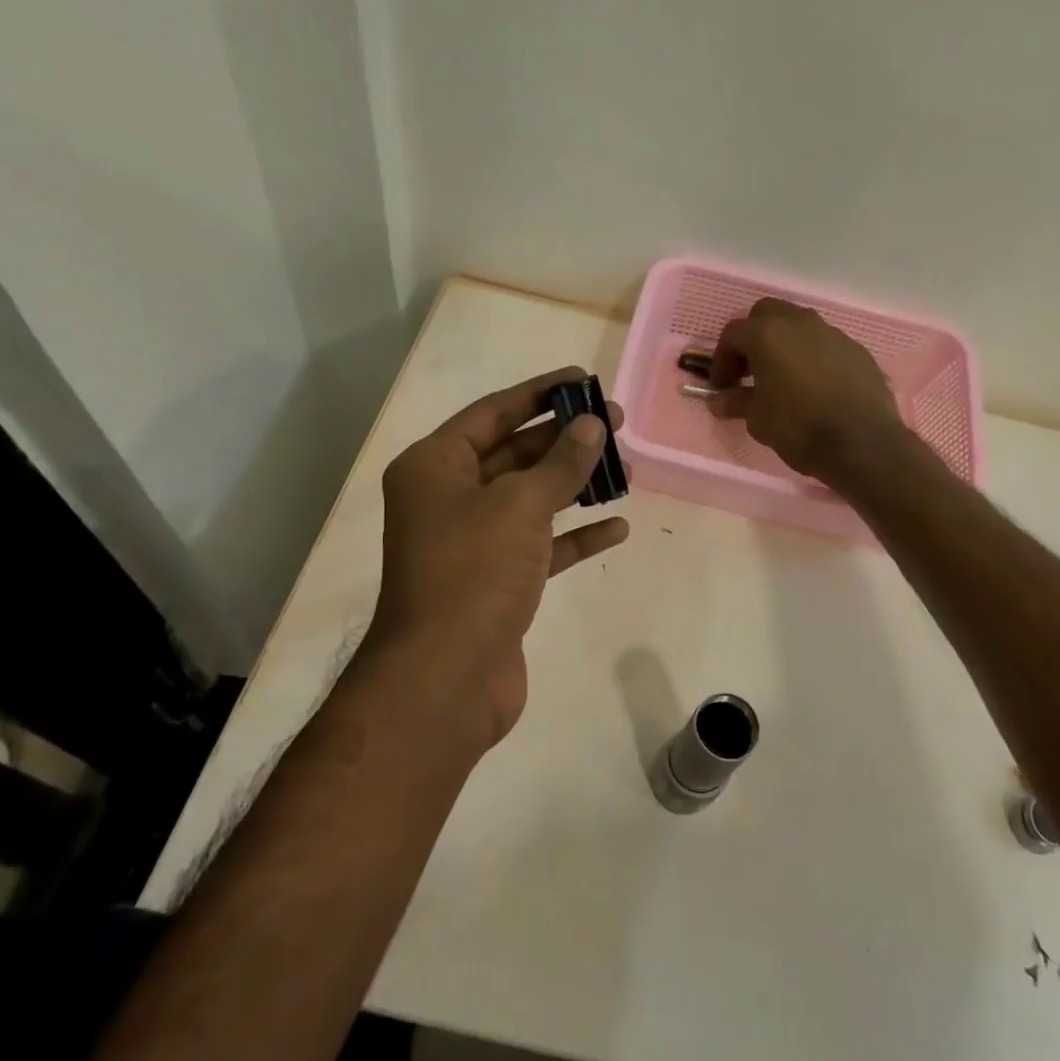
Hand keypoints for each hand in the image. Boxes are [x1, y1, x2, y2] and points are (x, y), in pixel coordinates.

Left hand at [367, 367, 628, 753]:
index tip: (583, 380)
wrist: (446, 679)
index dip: (539, 394)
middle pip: (513, 454)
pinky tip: (616, 527)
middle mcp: (448, 499)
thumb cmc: (473, 572)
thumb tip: (592, 425)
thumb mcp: (519, 505)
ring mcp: (472, 543)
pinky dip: (575, 536)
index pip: (492, 413)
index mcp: (434, 468)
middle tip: (615, 424)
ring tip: (625, 468)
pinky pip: (541, 546)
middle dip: (564, 439)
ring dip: (574, 485)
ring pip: (530, 500)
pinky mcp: (497, 583)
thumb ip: (560, 463)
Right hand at [710, 299, 904, 482]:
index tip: (722, 387)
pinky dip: (812, 358)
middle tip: (750, 371)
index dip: (722, 360)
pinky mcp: (857, 350)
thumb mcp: (758, 420)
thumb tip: (719, 401)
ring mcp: (832, 333)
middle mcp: (800, 323)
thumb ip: (737, 402)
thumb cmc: (799, 428)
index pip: (733, 334)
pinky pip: (825, 345)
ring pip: (799, 326)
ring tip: (782, 379)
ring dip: (785, 345)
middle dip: (753, 338)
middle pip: (767, 314)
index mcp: (768, 334)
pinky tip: (814, 388)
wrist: (862, 443)